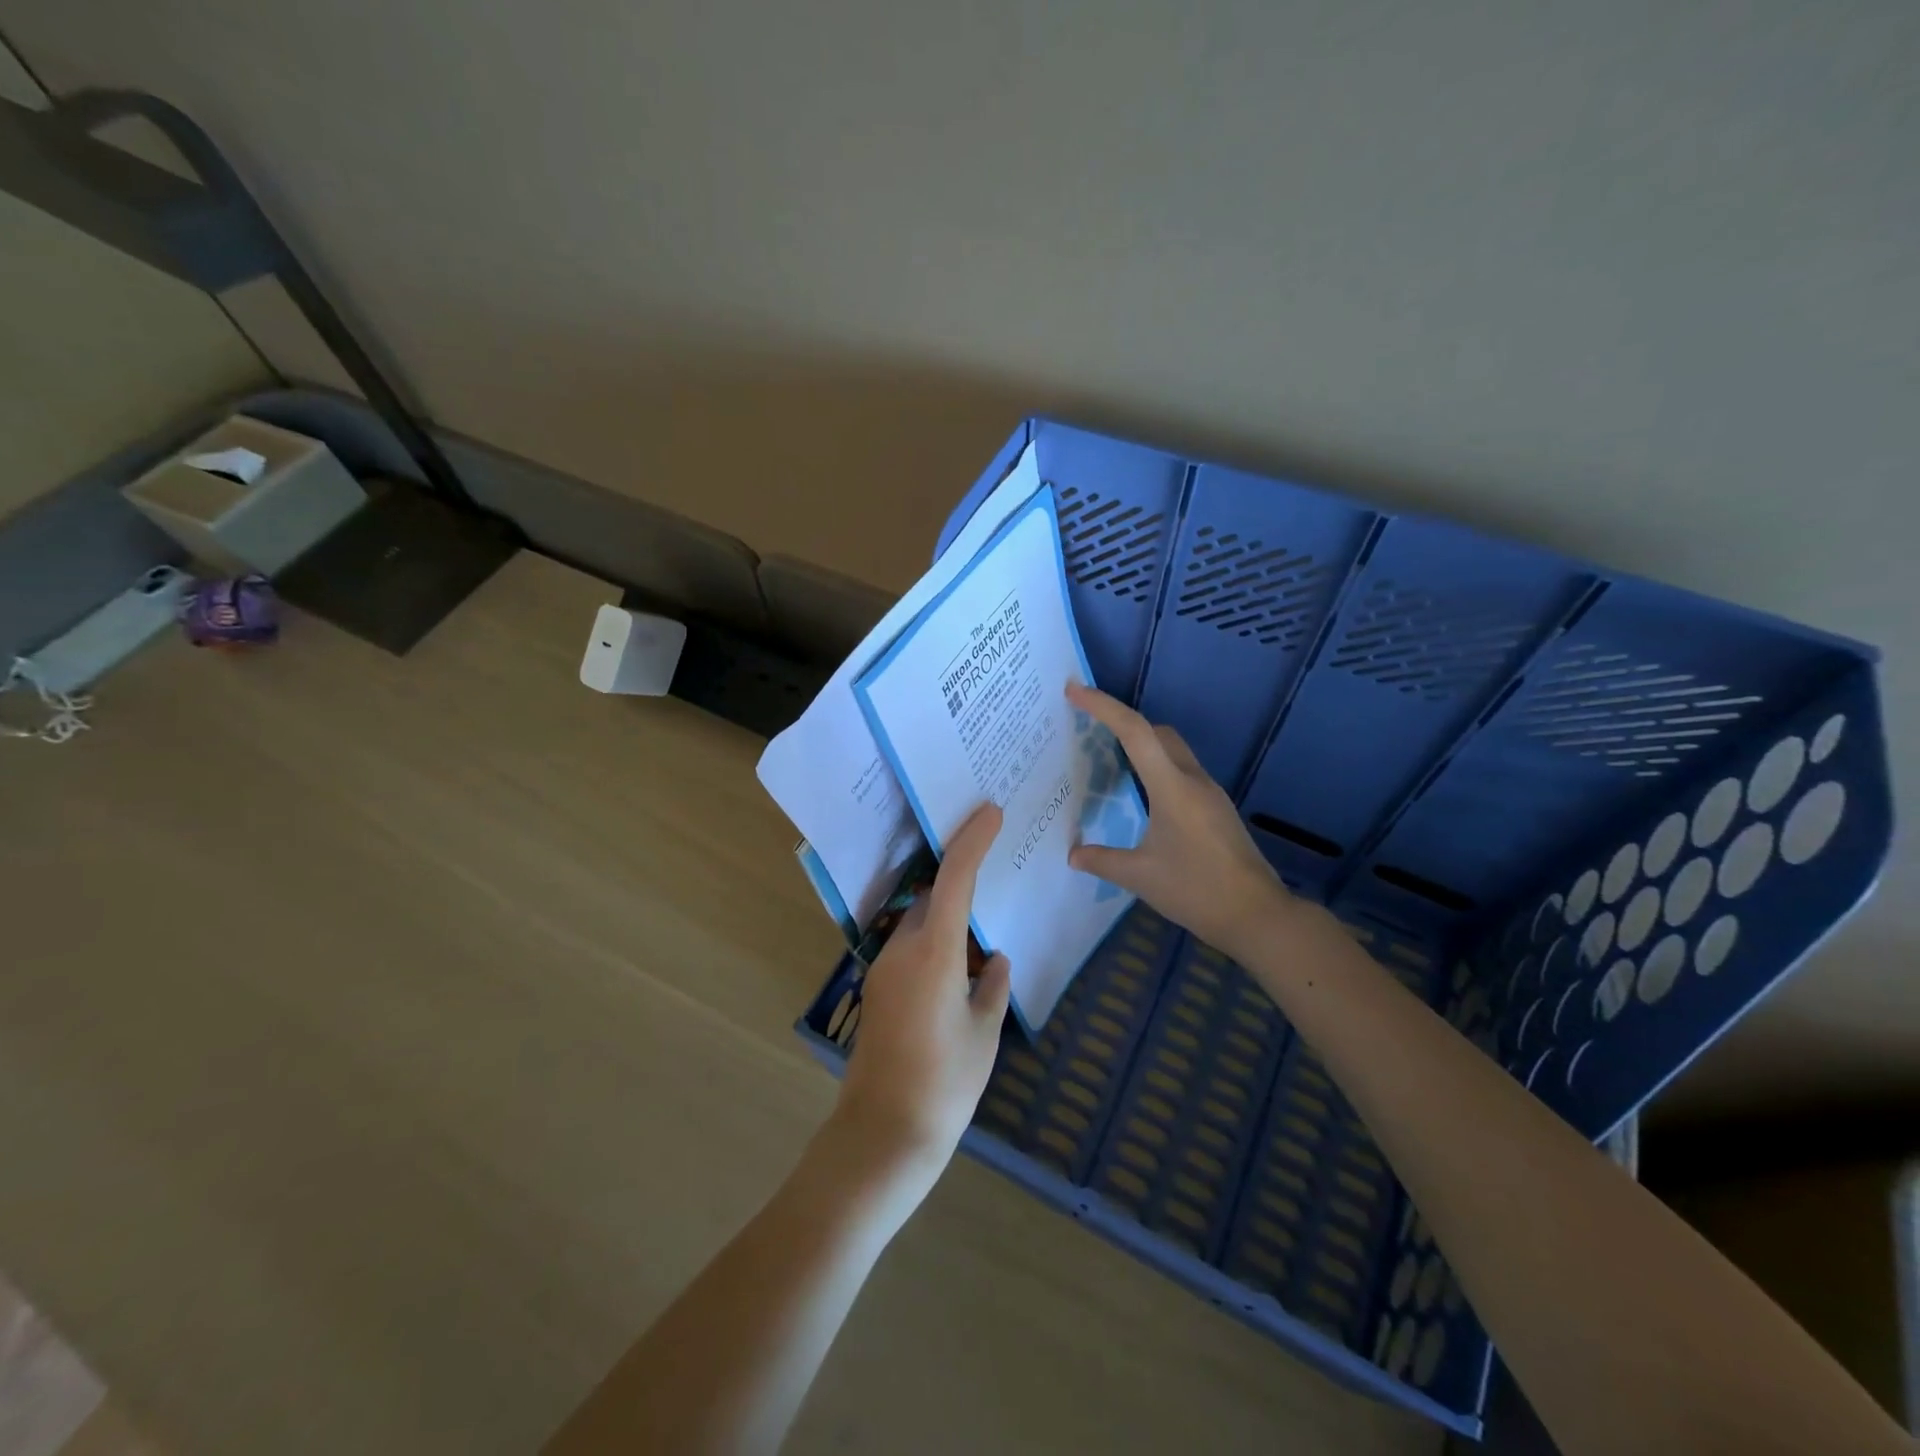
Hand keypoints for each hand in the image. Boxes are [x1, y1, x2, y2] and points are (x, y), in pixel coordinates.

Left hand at [835, 804, 1011, 1186]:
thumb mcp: (983, 1033)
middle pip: (932, 895)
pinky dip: (934, 940)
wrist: (882, 1133)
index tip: (991, 813)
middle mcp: (903, 949)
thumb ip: (992, 988)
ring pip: (920, 922)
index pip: (954, 879)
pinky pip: (910, 947)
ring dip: (946, 913)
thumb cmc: (944, 1083)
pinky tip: (958, 965)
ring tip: (981, 924)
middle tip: (992, 865)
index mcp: (935, 952)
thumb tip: (996, 961)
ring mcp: (884, 968)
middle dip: (959, 876)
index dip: (972, 841)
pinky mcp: (878, 990)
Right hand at [1066, 682, 1288, 960]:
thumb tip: (1074, 854)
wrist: (1258, 915)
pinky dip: (1156, 769)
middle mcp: (1193, 780)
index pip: (1134, 732)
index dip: (1103, 706)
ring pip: (1172, 751)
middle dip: (1123, 722)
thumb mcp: (1140, 876)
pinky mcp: (1217, 810)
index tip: (1075, 690)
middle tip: (1088, 729)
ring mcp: (1210, 794)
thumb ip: (1102, 860)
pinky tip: (1142, 797)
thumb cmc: (1196, 890)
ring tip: (1110, 761)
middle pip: (1157, 732)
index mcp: (1172, 787)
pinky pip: (1181, 773)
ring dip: (1142, 746)